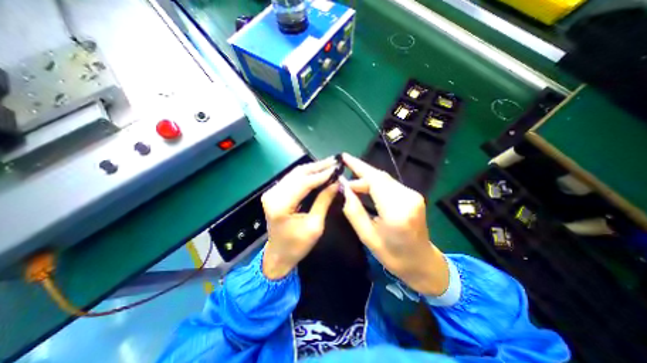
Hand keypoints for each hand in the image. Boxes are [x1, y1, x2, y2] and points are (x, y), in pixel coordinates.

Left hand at [259, 158, 338, 278]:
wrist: (278, 255)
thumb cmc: (297, 246)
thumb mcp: (315, 226)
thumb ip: (324, 201)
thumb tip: (336, 183)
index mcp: (280, 206)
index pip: (304, 183)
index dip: (322, 174)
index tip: (337, 168)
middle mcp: (273, 195)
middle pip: (298, 174)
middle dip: (318, 167)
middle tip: (335, 161)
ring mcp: (272, 192)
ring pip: (295, 173)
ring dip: (313, 168)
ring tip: (329, 164)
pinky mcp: (275, 193)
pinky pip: (293, 178)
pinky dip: (307, 174)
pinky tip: (318, 171)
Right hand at [339, 153, 450, 297]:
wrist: (422, 263)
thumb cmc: (393, 255)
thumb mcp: (367, 237)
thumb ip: (354, 211)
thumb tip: (344, 189)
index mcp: (396, 211)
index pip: (375, 180)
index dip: (358, 166)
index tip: (343, 157)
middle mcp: (408, 198)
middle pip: (379, 177)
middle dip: (359, 174)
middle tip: (343, 180)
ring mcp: (413, 195)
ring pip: (384, 179)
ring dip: (366, 180)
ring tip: (351, 187)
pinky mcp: (413, 195)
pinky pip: (389, 184)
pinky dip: (375, 184)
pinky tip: (365, 190)